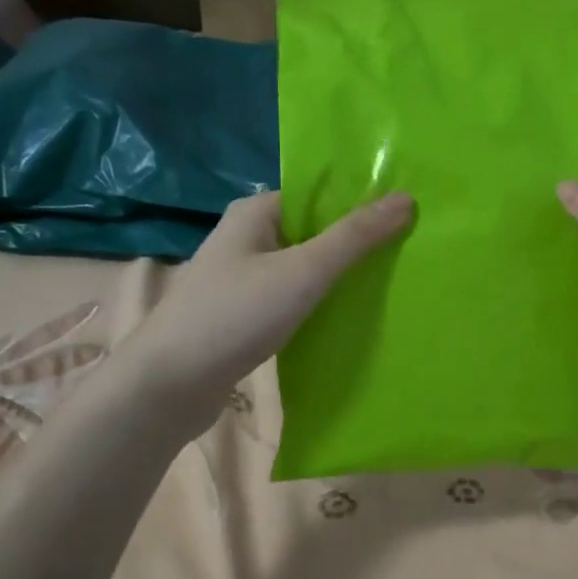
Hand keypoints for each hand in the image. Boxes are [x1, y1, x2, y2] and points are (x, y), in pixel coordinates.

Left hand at [124, 190, 413, 428]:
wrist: (169, 384)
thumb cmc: (235, 315)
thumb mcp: (303, 271)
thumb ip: (354, 237)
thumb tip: (405, 198)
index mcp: (256, 212)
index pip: (317, 194)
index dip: (360, 202)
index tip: (407, 216)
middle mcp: (247, 238)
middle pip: (314, 231)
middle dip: (355, 242)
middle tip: (408, 251)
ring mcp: (243, 278)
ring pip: (304, 268)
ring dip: (339, 276)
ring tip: (389, 283)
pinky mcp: (244, 315)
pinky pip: (292, 298)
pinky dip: (319, 304)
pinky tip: (350, 316)